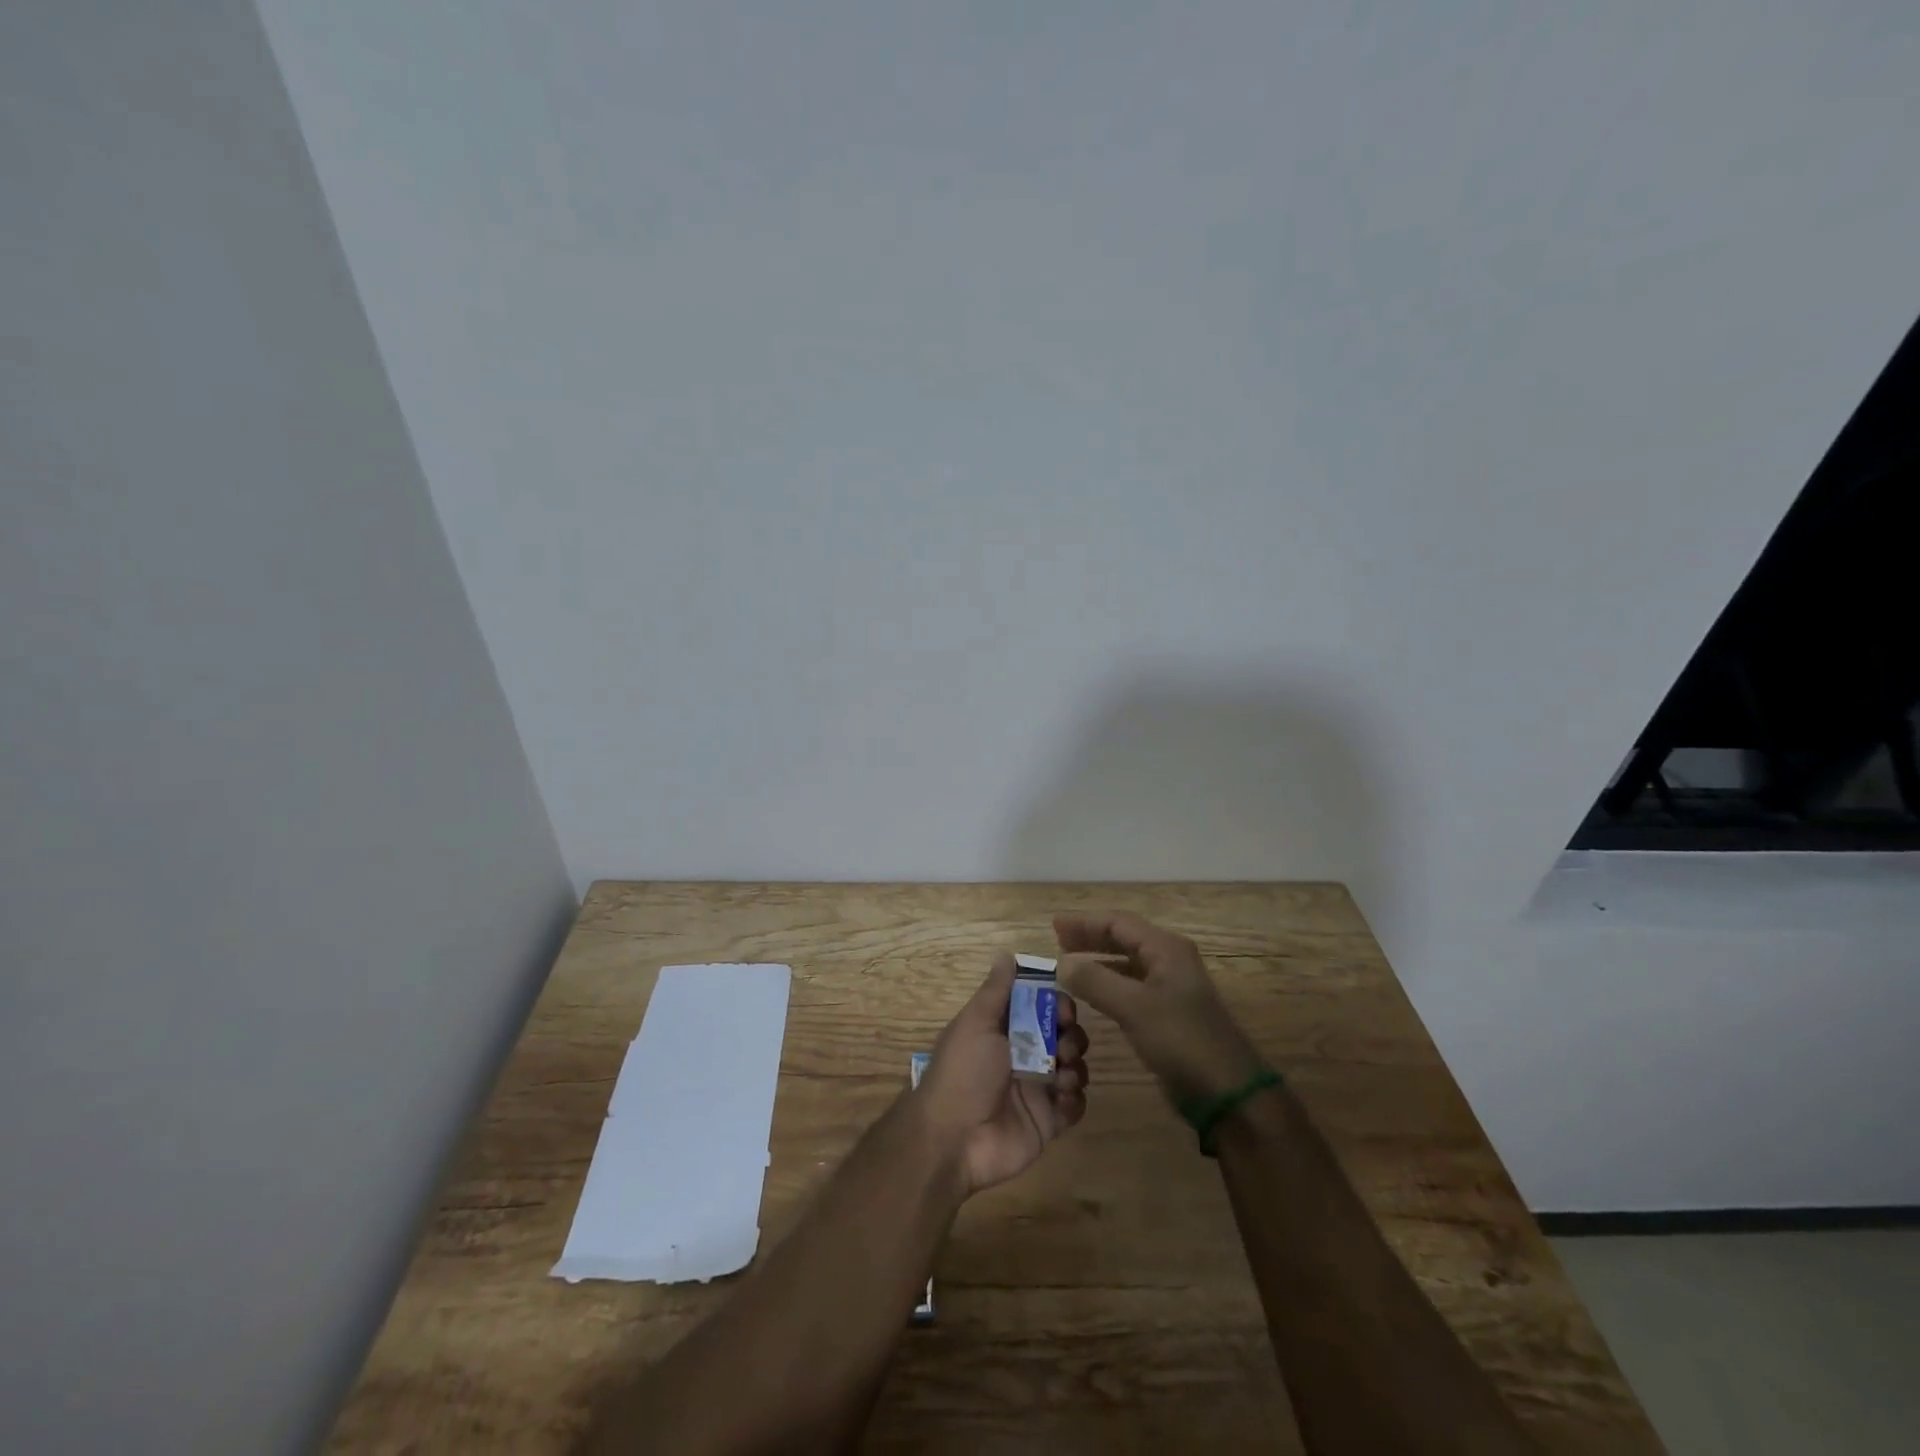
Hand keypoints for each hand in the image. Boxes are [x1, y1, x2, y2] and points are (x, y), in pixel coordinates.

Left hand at [918, 953, 1089, 1193]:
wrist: (953, 1138)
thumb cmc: (963, 1072)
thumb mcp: (975, 1024)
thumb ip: (995, 991)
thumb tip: (1006, 954)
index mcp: (1005, 1031)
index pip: (1042, 1008)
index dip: (1058, 1005)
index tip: (1063, 1010)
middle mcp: (1024, 1057)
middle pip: (1064, 1036)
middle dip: (1072, 1036)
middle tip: (1064, 1047)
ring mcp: (1038, 1090)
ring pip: (1075, 1069)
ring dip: (1076, 1067)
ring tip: (1061, 1077)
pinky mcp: (1048, 1122)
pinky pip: (1076, 1106)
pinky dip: (1076, 1100)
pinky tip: (1062, 1099)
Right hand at [1054, 911, 1264, 1107]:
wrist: (1226, 1092)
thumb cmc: (1182, 1041)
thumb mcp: (1134, 1007)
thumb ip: (1095, 981)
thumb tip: (1062, 962)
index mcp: (1166, 949)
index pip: (1118, 922)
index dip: (1084, 922)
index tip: (1054, 925)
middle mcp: (1170, 961)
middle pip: (1123, 938)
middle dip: (1090, 937)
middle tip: (1058, 940)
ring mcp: (1170, 988)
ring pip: (1127, 962)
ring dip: (1098, 960)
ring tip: (1068, 964)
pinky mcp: (1168, 1013)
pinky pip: (1131, 986)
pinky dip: (1109, 983)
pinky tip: (1092, 994)